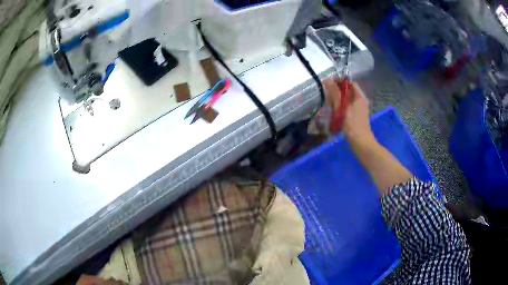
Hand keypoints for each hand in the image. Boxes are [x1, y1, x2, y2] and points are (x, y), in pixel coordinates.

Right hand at [323, 79, 372, 142]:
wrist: (361, 143)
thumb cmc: (353, 125)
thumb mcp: (343, 108)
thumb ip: (336, 94)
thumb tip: (328, 81)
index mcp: (360, 97)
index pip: (350, 84)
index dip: (340, 81)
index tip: (329, 82)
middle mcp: (360, 102)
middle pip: (348, 92)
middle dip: (337, 90)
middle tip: (326, 92)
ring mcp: (358, 110)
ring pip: (347, 100)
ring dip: (338, 99)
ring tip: (327, 101)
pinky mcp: (355, 117)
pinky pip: (347, 108)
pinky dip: (340, 107)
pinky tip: (333, 111)